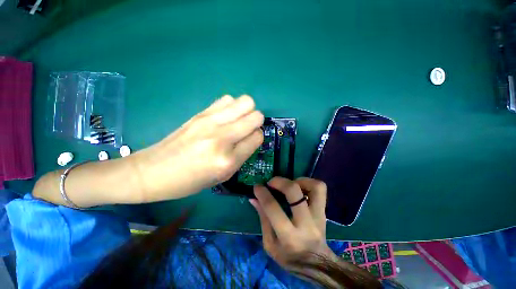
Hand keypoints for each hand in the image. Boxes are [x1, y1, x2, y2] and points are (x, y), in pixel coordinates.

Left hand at [133, 95, 263, 200]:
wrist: (153, 171)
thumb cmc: (190, 181)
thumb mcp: (222, 176)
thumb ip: (241, 155)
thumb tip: (252, 136)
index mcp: (228, 160)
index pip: (258, 136)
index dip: (258, 137)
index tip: (251, 140)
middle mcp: (223, 137)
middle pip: (256, 116)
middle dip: (256, 122)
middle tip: (247, 129)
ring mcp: (210, 122)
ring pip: (245, 102)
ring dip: (246, 111)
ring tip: (237, 121)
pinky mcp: (200, 113)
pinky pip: (228, 99)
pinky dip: (232, 106)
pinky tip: (224, 117)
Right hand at [249, 177, 333, 269]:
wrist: (317, 265)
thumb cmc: (289, 257)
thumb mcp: (270, 244)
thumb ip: (263, 219)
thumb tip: (254, 198)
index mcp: (288, 237)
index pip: (273, 208)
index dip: (263, 193)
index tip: (257, 186)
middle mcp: (306, 224)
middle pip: (294, 192)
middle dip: (280, 182)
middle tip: (271, 182)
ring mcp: (318, 216)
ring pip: (314, 187)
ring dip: (298, 180)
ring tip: (288, 184)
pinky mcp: (324, 211)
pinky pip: (320, 188)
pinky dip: (308, 182)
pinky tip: (299, 187)